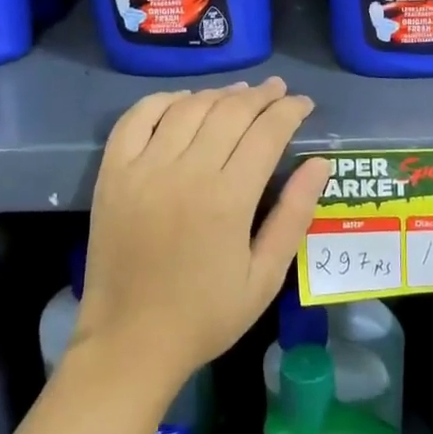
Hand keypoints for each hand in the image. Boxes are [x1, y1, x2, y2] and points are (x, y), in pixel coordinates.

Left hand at [76, 78, 329, 389]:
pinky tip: (185, 101)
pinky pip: (137, 118)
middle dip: (261, 96)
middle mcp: (186, 172)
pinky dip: (164, 100)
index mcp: (228, 199)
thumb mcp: (265, 277)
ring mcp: (144, 168)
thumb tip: (319, 164)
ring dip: (219, 93)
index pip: (267, 132)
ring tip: (240, 93)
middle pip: (230, 112)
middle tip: (278, 91)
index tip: (303, 104)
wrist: (130, 342)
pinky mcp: (113, 173)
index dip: (290, 111)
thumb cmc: (205, 315)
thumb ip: (294, 215)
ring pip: (189, 108)